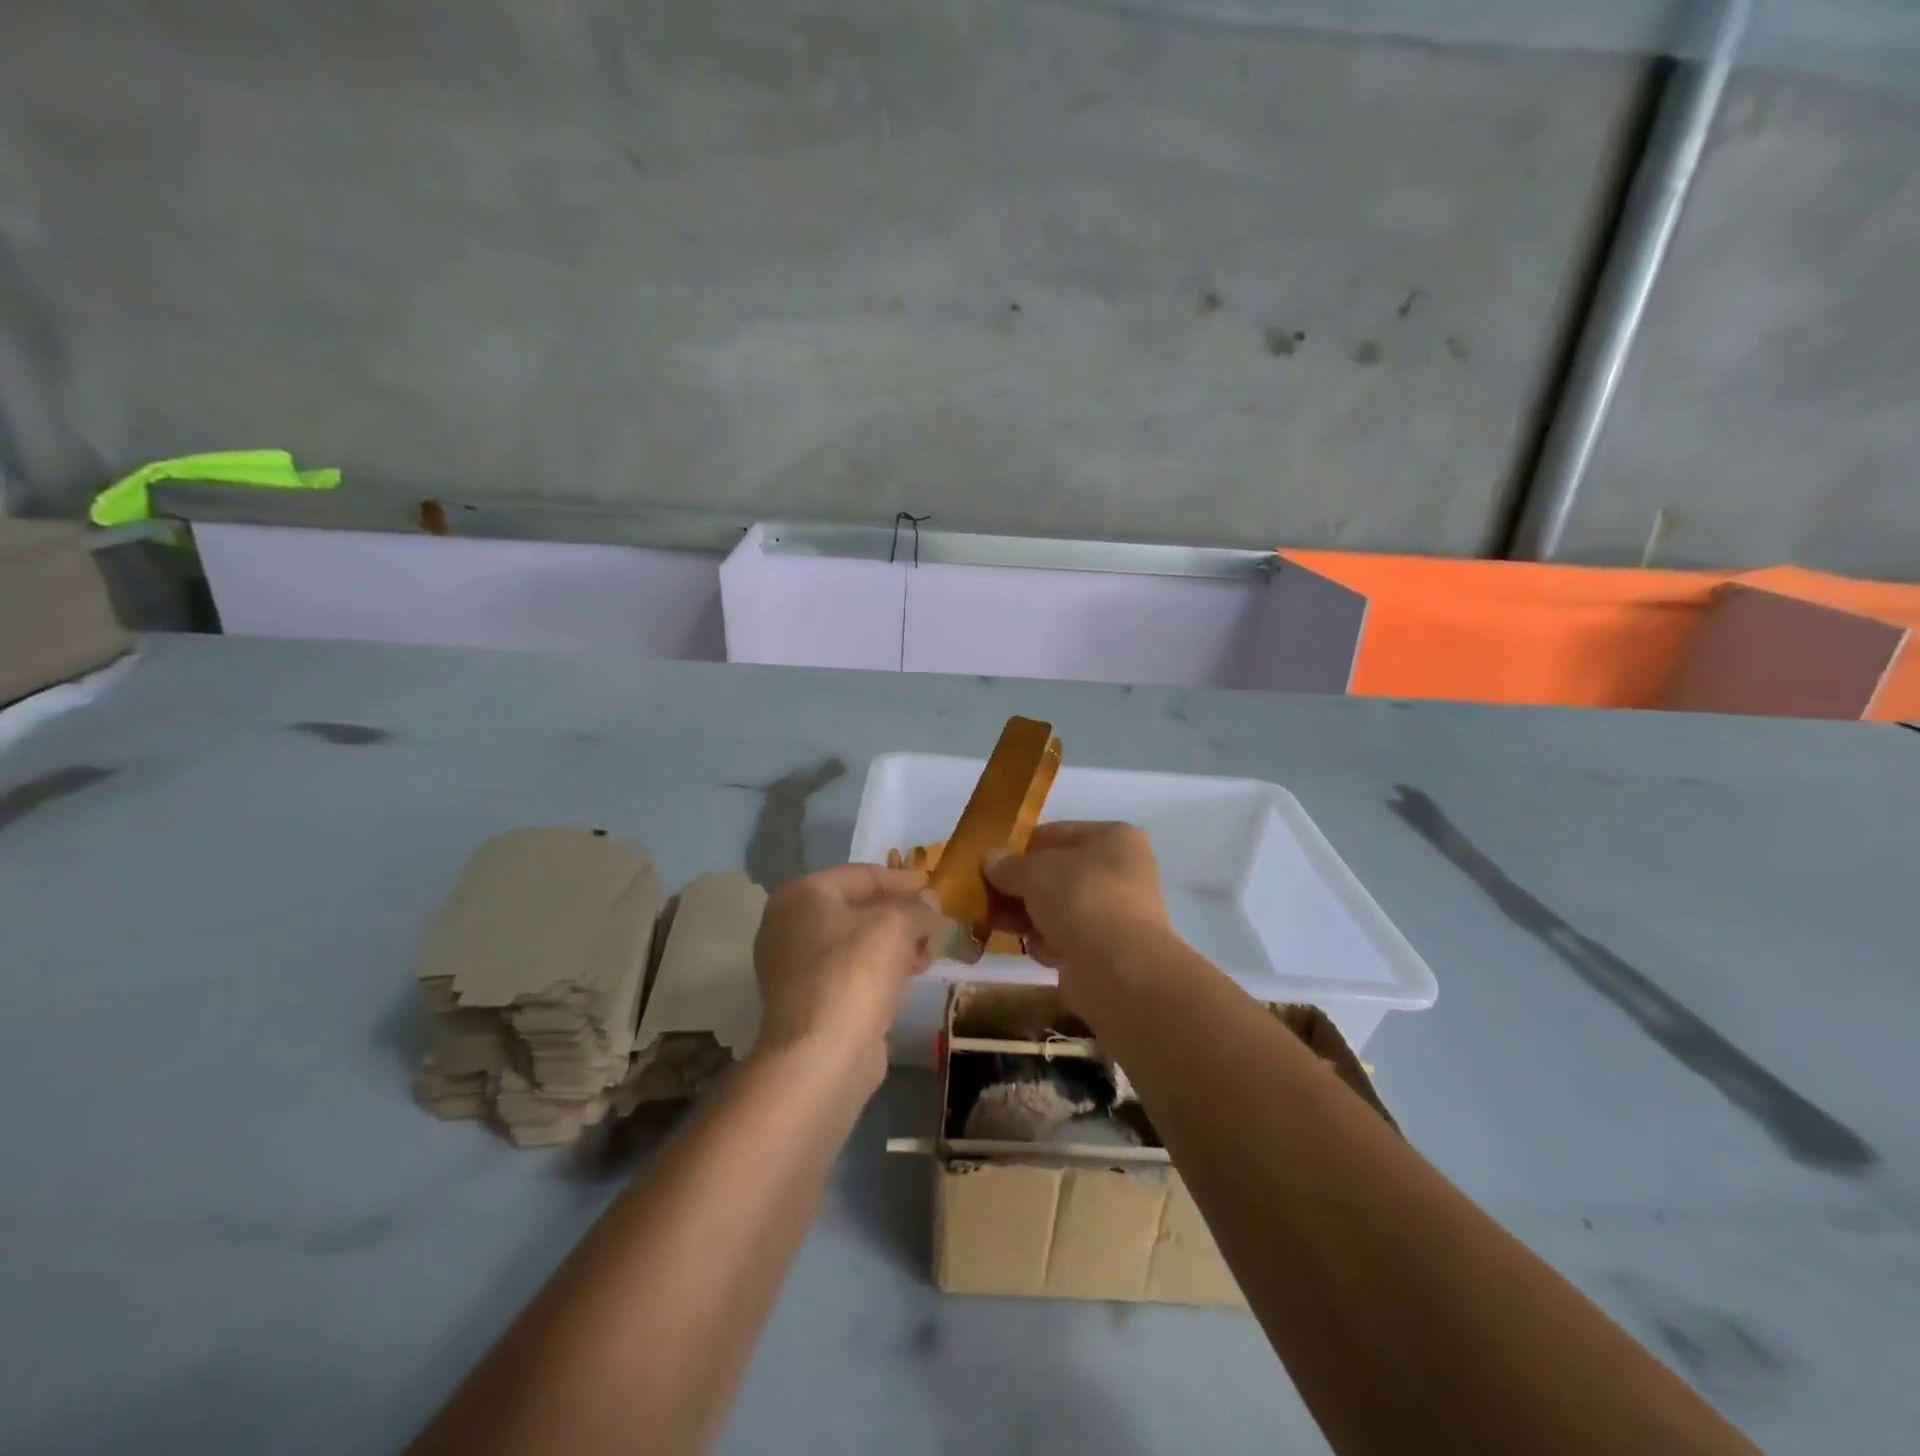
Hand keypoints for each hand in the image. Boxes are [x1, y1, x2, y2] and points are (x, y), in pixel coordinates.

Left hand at [752, 864, 944, 1081]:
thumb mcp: (897, 925)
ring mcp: (794, 965)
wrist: (821, 1054)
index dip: (902, 880)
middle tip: (935, 920)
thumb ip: (918, 909)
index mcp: (803, 894)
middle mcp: (790, 924)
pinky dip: (880, 968)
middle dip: (900, 913)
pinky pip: (850, 971)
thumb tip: (930, 907)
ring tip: (930, 949)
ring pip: (855, 942)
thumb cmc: (855, 971)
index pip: (862, 875)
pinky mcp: (807, 1000)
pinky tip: (911, 974)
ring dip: (894, 942)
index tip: (933, 887)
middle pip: (856, 908)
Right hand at [982, 821, 1171, 977]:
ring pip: (1058, 907)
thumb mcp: (1034, 871)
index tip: (989, 864)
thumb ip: (1008, 865)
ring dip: (1028, 916)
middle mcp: (1120, 870)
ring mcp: (1117, 911)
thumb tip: (990, 860)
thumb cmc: (1080, 899)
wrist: (1119, 969)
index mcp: (1113, 837)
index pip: (1056, 834)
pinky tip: (1037, 950)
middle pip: (1056, 873)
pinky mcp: (1109, 949)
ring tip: (996, 924)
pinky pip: (1068, 937)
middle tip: (985, 897)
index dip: (1019, 848)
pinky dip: (1049, 942)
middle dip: (1019, 887)